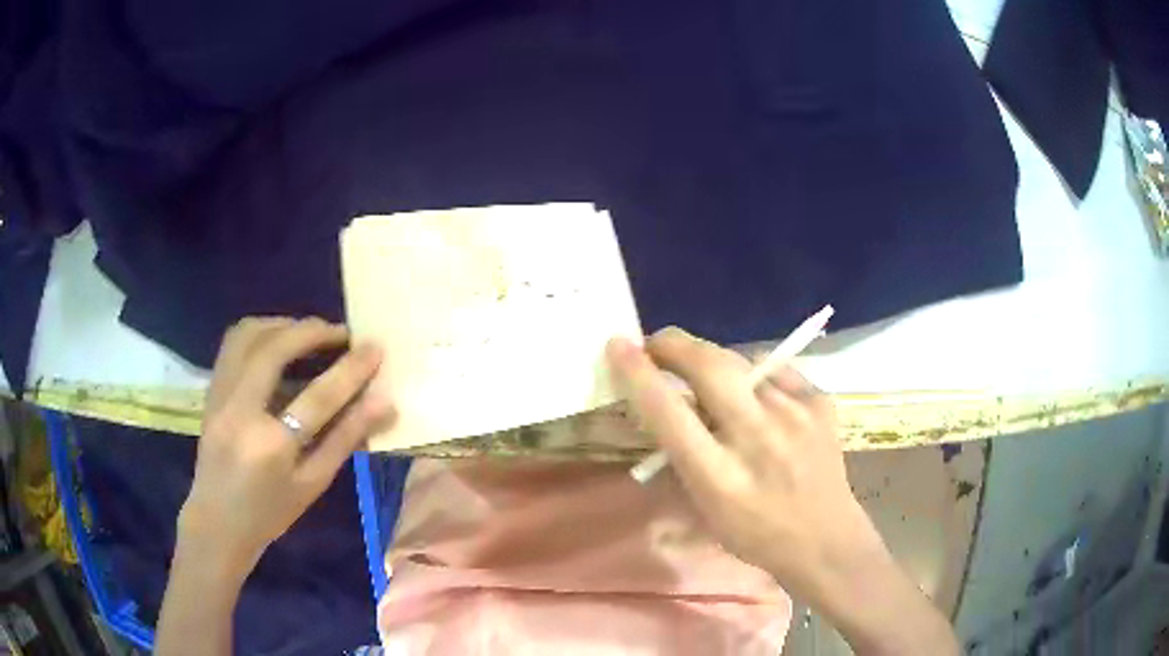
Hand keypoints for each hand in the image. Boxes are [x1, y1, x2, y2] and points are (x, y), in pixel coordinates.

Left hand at [179, 317, 393, 580]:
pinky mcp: (211, 390)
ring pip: (247, 335)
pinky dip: (260, 332)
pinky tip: (278, 342)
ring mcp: (219, 396)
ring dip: (282, 325)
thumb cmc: (270, 512)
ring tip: (308, 334)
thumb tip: (384, 404)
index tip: (375, 347)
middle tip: (340, 334)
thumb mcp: (313, 484)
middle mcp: (240, 411)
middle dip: (312, 331)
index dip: (351, 369)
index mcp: (271, 446)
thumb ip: (346, 439)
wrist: (217, 521)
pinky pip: (233, 344)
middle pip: (275, 349)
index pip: (318, 396)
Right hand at [607, 328, 882, 602]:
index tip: (619, 346)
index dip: (639, 374)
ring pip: (741, 362)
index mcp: (720, 477)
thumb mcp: (704, 507)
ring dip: (716, 365)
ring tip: (715, 385)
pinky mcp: (820, 401)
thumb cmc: (754, 532)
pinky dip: (755, 377)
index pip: (670, 413)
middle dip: (674, 345)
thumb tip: (662, 400)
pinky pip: (774, 370)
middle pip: (710, 367)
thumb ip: (681, 454)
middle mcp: (758, 439)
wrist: (825, 536)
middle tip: (657, 345)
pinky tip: (759, 398)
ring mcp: (796, 415)